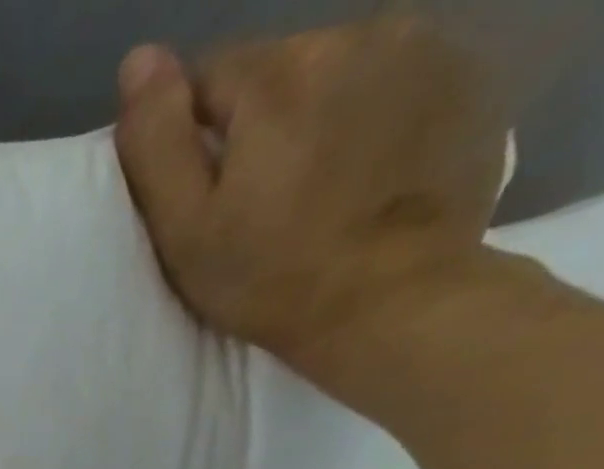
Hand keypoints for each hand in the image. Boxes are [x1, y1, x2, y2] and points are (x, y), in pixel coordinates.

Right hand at [113, 20, 510, 376]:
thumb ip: (156, 141)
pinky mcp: (465, 76)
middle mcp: (354, 35)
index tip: (205, 194)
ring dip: (315, 117)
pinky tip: (363, 174)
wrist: (391, 299)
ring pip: (335, 73)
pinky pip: (391, 83)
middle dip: (257, 123)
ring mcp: (422, 48)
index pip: (207, 77)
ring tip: (314, 187)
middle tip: (257, 200)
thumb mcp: (185, 227)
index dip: (193, 139)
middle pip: (276, 70)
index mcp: (277, 74)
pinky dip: (370, 118)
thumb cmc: (269, 276)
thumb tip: (138, 60)